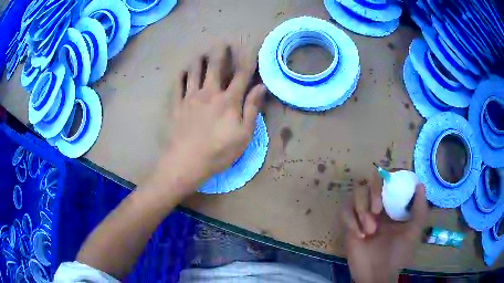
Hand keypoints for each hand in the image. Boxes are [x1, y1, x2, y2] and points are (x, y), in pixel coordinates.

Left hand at [154, 45, 265, 194]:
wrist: (186, 162)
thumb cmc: (219, 151)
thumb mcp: (244, 135)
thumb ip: (252, 109)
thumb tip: (261, 87)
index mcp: (228, 100)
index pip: (241, 75)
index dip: (247, 60)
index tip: (250, 49)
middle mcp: (209, 93)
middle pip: (215, 67)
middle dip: (220, 52)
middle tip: (221, 42)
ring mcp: (190, 98)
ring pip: (194, 72)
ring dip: (198, 60)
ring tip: (200, 53)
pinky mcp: (177, 105)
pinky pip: (177, 85)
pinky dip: (180, 76)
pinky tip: (182, 72)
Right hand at [343, 174, 428, 282]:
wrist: (376, 273)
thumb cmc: (398, 254)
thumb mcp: (413, 232)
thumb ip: (420, 209)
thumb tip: (420, 184)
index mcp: (393, 204)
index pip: (389, 180)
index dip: (388, 176)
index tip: (389, 183)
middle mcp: (378, 205)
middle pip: (370, 181)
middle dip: (373, 193)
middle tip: (377, 210)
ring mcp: (363, 214)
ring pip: (356, 194)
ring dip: (361, 210)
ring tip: (369, 231)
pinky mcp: (349, 224)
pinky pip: (345, 210)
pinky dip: (351, 220)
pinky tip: (359, 235)